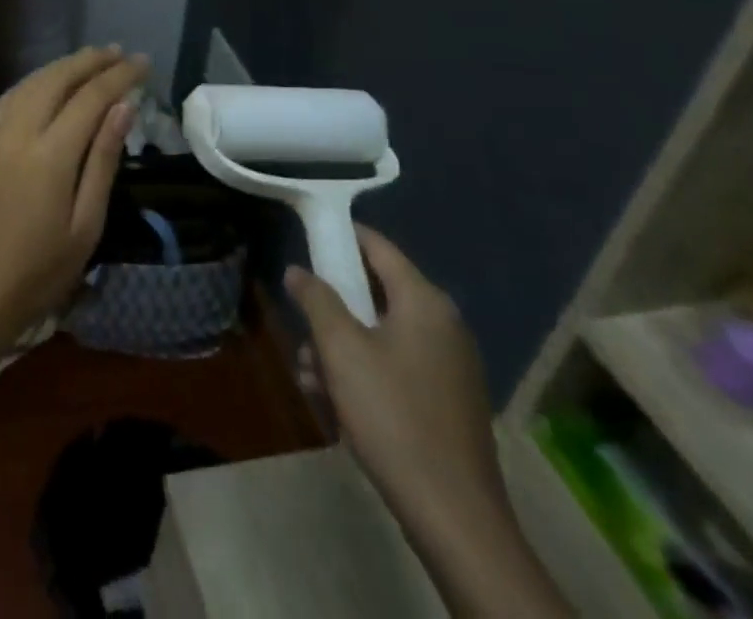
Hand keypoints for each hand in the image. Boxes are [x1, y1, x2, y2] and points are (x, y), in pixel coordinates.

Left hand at [0, 46, 145, 357]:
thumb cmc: (37, 273)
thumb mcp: (85, 226)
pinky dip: (34, 81)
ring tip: (89, 60)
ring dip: (61, 66)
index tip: (142, 62)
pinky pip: (8, 97)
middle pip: (57, 79)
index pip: (91, 98)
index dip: (119, 76)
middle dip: (90, 61)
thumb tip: (123, 109)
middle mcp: (18, 131)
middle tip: (117, 51)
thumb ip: (103, 161)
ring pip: (29, 82)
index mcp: (50, 154)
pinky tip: (46, 84)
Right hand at [288, 227, 503, 538]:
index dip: (341, 236)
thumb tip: (298, 271)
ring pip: (379, 335)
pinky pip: (395, 367)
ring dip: (340, 349)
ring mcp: (449, 366)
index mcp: (424, 302)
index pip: (378, 246)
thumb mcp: (340, 349)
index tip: (307, 237)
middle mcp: (443, 325)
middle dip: (332, 310)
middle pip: (375, 294)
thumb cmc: (392, 415)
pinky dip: (364, 374)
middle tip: (302, 328)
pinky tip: (335, 404)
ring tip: (310, 377)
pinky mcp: (446, 402)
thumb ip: (316, 299)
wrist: (454, 516)